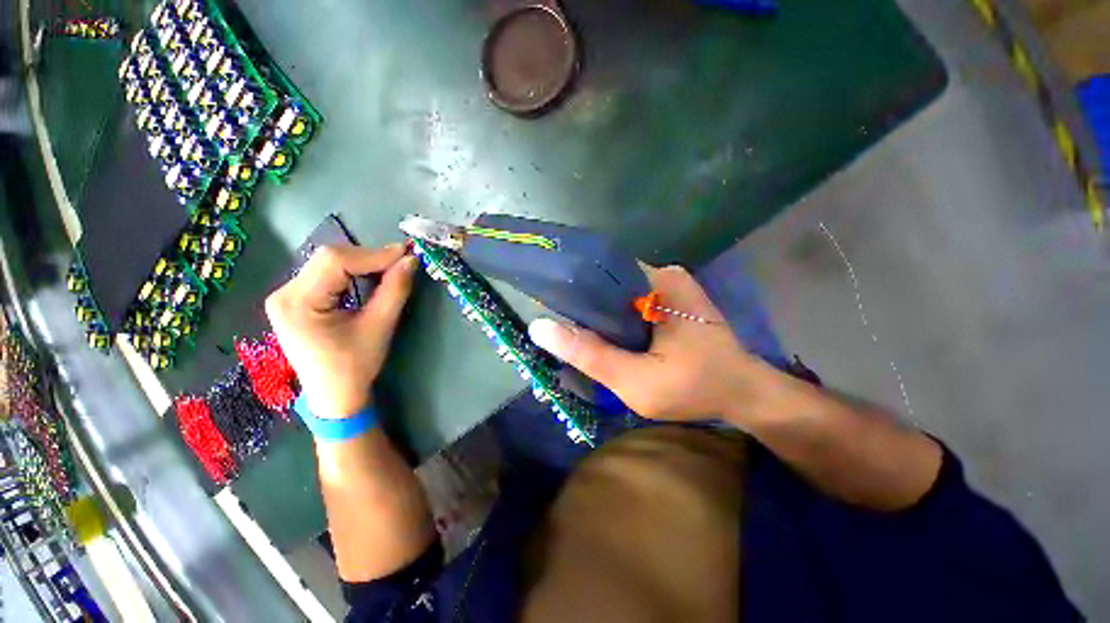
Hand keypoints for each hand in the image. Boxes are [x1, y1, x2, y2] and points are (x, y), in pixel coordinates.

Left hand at [265, 244, 418, 418]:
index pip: (335, 261)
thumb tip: (411, 260)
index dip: (374, 254)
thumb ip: (395, 290)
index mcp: (297, 303)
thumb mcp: (379, 327)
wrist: (334, 395)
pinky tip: (371, 278)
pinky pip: (327, 274)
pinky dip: (354, 272)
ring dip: (363, 264)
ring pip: (329, 263)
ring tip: (391, 270)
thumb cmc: (355, 366)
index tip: (406, 254)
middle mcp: (284, 293)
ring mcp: (287, 295)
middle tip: (402, 263)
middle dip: (370, 258)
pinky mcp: (296, 299)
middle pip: (330, 258)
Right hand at [528, 265, 780, 421]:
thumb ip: (591, 355)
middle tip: (562, 330)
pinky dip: (616, 318)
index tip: (549, 309)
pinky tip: (606, 335)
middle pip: (607, 284)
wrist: (743, 392)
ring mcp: (668, 285)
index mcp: (657, 282)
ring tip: (578, 333)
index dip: (571, 292)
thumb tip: (540, 328)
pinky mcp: (671, 298)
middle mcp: (662, 274)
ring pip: (617, 294)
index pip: (599, 275)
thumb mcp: (637, 381)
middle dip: (585, 307)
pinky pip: (630, 302)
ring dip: (600, 314)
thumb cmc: (695, 388)